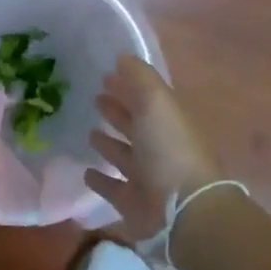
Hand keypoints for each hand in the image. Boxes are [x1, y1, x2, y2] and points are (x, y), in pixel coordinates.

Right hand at [85, 55, 222, 240]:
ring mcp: (146, 178)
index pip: (145, 99)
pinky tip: (86, 171)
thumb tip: (122, 58)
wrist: (184, 211)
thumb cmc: (169, 150)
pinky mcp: (132, 203)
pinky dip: (100, 180)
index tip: (105, 75)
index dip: (127, 86)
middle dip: (118, 111)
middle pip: (135, 125)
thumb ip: (139, 78)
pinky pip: (112, 188)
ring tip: (90, 132)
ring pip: (123, 156)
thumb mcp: (156, 103)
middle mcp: (158, 148)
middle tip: (95, 98)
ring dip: (108, 143)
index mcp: (167, 122)